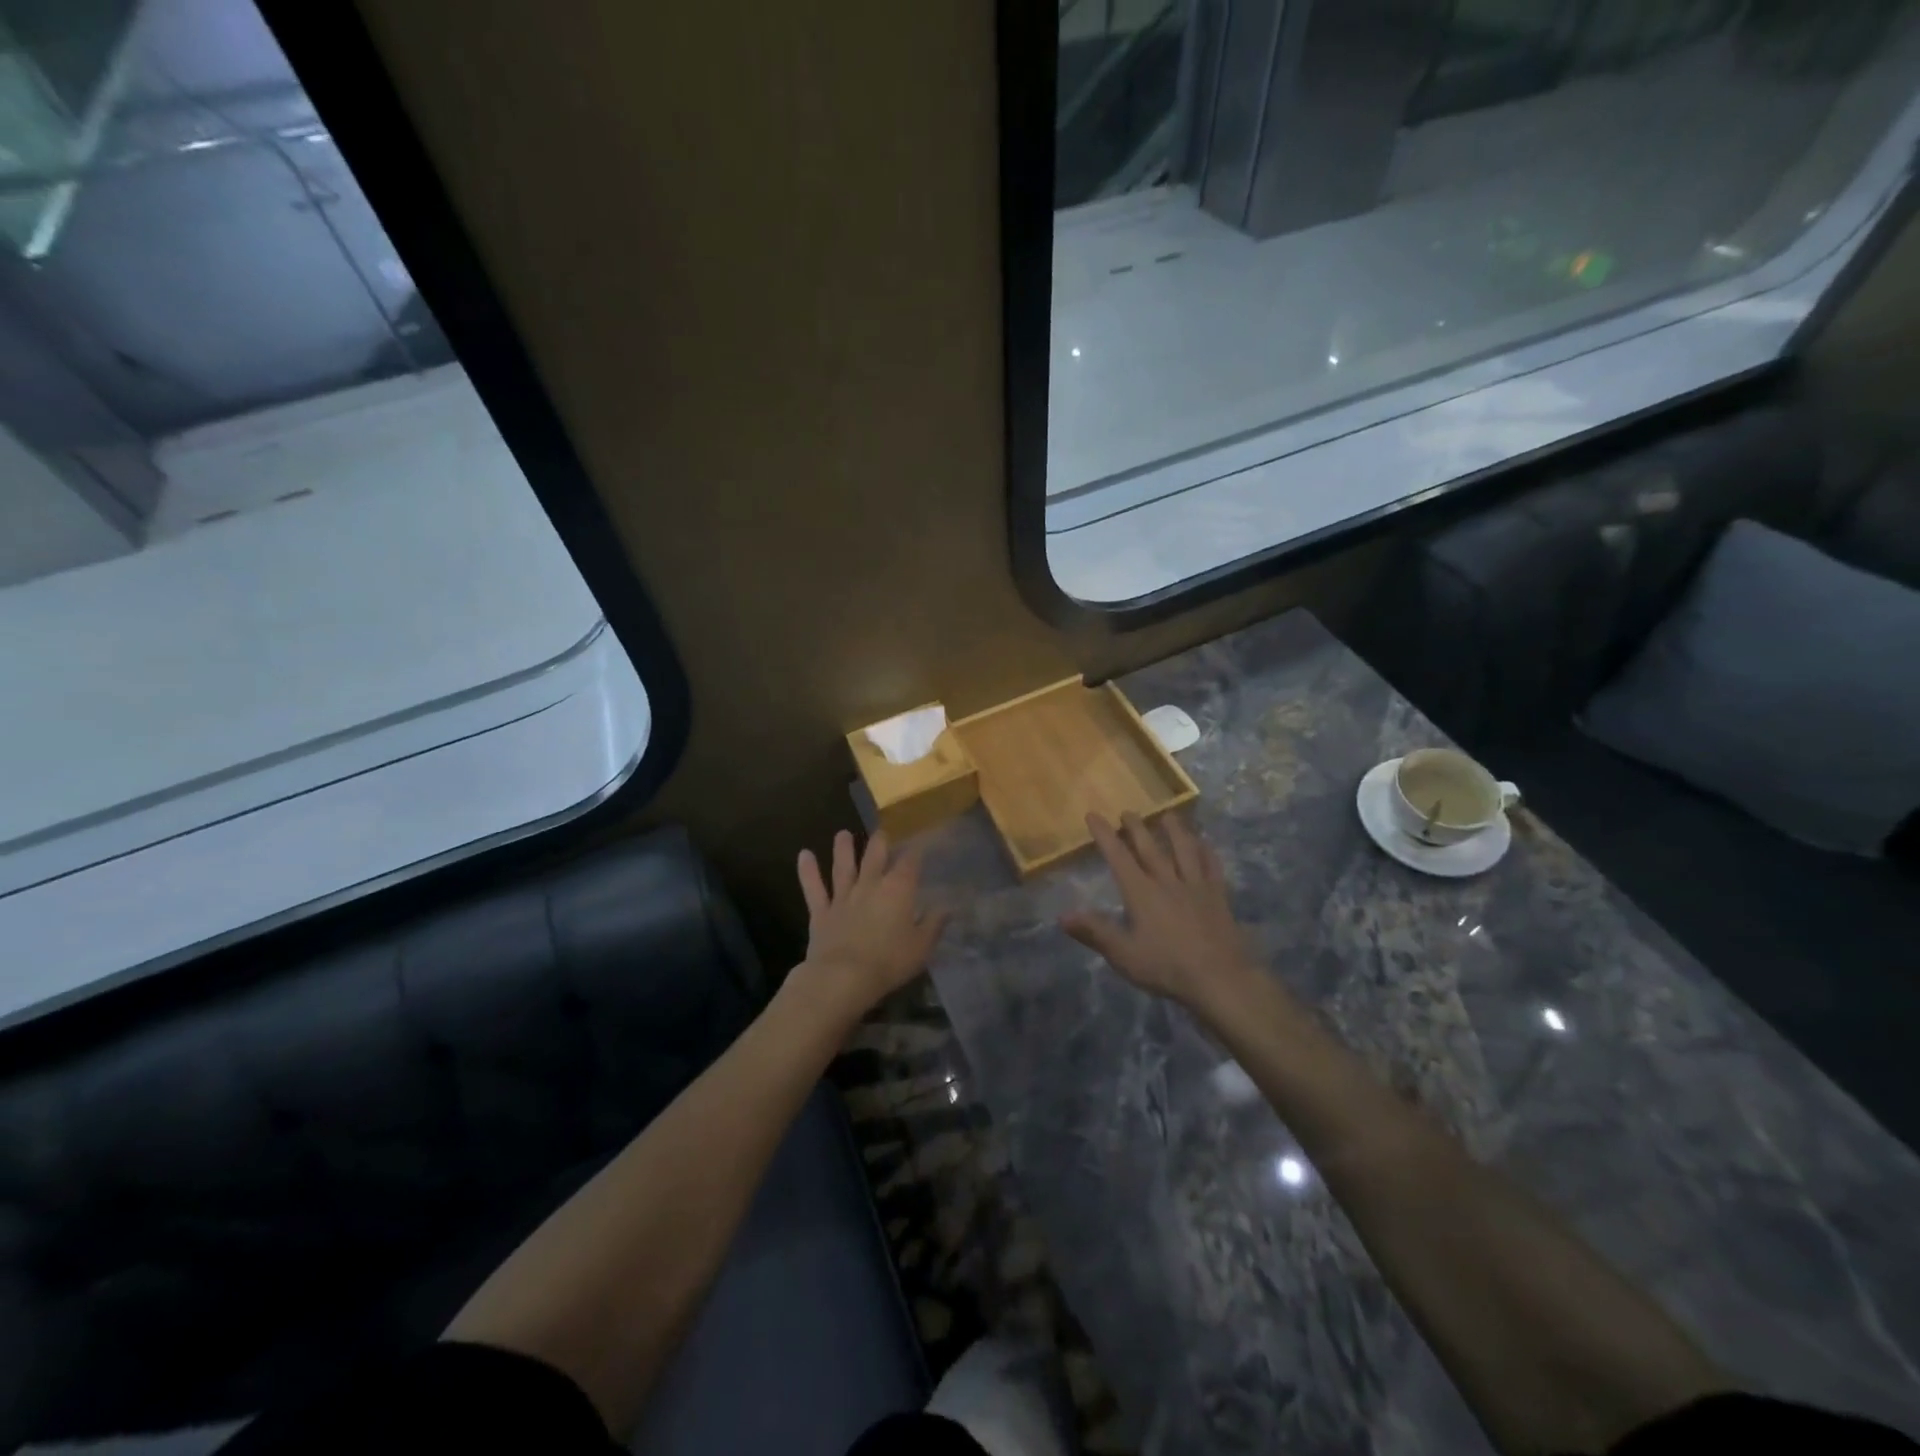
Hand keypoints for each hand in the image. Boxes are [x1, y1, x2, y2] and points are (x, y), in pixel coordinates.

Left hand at [793, 829, 947, 1018]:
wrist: (844, 977)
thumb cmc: (889, 962)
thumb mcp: (922, 946)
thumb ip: (934, 924)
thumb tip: (947, 907)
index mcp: (898, 890)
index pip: (910, 863)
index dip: (916, 852)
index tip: (920, 844)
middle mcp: (870, 885)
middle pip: (875, 857)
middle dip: (880, 843)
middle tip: (881, 833)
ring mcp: (843, 897)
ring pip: (843, 867)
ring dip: (843, 849)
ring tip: (842, 834)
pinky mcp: (821, 912)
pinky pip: (813, 888)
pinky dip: (808, 871)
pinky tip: (804, 855)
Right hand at [1061, 812, 1264, 1017]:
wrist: (1220, 979)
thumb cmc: (1166, 968)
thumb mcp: (1123, 955)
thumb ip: (1094, 932)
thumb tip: (1062, 916)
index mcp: (1141, 892)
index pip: (1118, 857)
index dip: (1104, 834)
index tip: (1093, 815)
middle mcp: (1167, 882)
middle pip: (1150, 848)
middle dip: (1136, 827)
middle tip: (1128, 811)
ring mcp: (1196, 887)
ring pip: (1184, 850)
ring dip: (1175, 830)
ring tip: (1168, 814)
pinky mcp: (1218, 897)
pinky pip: (1212, 868)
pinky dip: (1207, 852)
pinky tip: (1205, 844)